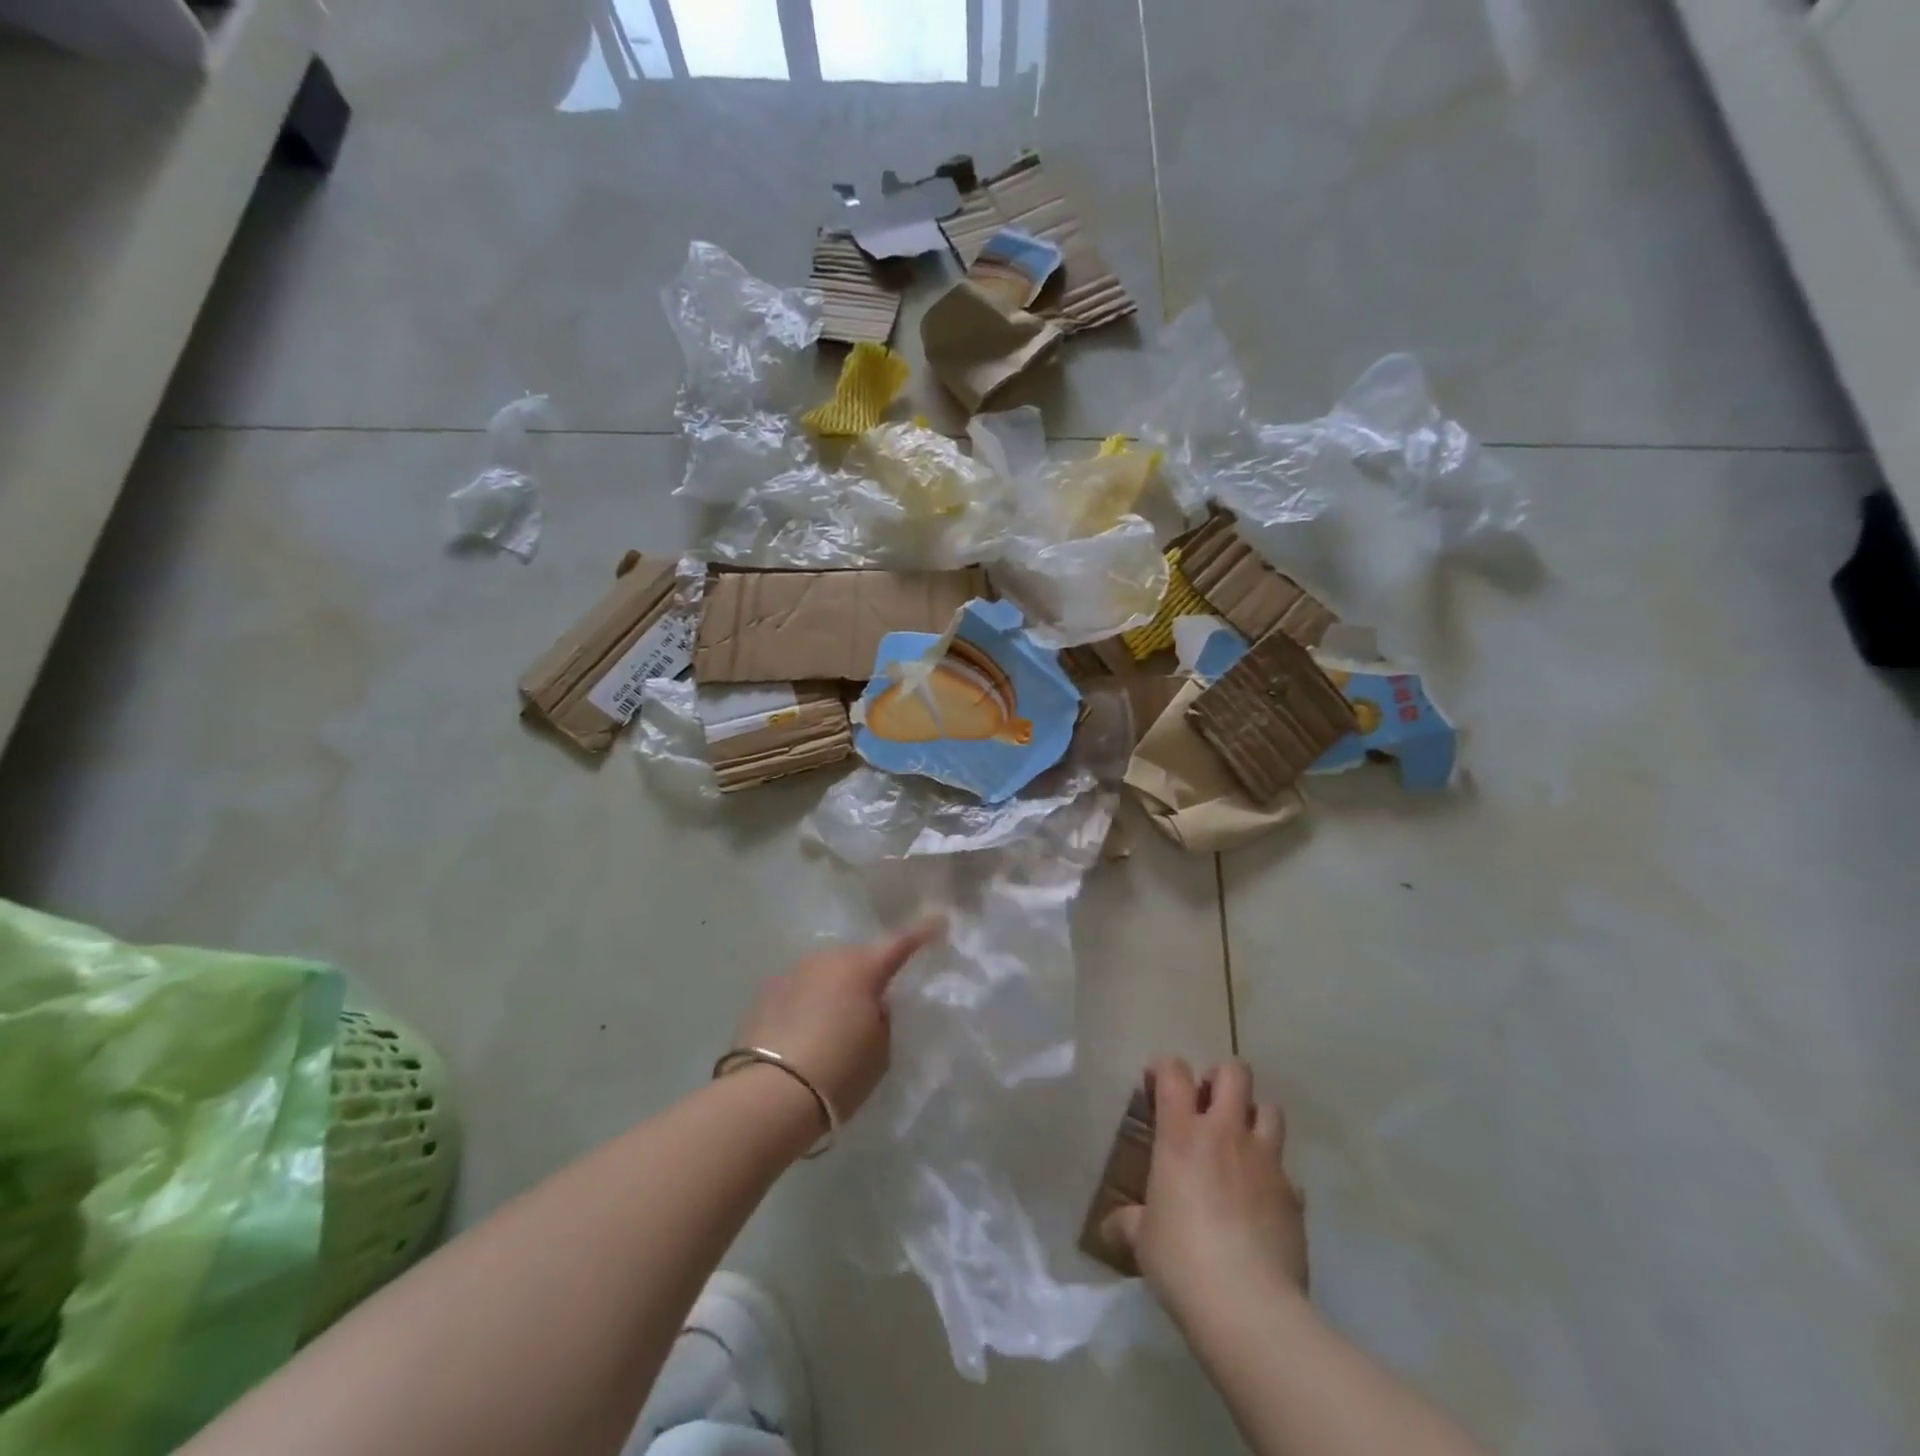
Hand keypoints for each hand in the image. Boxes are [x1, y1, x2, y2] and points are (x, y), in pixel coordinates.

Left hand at [731, 916, 945, 1122]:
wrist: (768, 1095)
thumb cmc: (838, 1071)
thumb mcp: (881, 1048)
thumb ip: (883, 1016)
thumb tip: (876, 1002)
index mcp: (862, 968)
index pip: (901, 942)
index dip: (923, 932)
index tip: (939, 921)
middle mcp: (827, 959)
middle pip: (858, 957)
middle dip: (870, 971)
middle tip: (878, 999)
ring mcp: (792, 972)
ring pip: (826, 971)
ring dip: (837, 986)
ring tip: (837, 1020)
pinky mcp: (765, 992)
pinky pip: (800, 989)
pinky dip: (809, 1001)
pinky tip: (806, 1030)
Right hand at [1103, 1058, 1307, 1326]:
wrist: (1249, 1307)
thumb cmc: (1181, 1261)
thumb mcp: (1143, 1240)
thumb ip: (1129, 1222)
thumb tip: (1109, 1228)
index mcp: (1181, 1135)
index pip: (1174, 1073)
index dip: (1165, 1069)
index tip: (1157, 1084)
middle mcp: (1226, 1135)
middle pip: (1234, 1073)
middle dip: (1221, 1080)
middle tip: (1208, 1105)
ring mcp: (1265, 1162)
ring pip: (1270, 1110)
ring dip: (1254, 1118)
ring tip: (1240, 1145)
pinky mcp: (1294, 1196)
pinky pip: (1287, 1171)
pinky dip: (1274, 1177)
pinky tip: (1262, 1203)